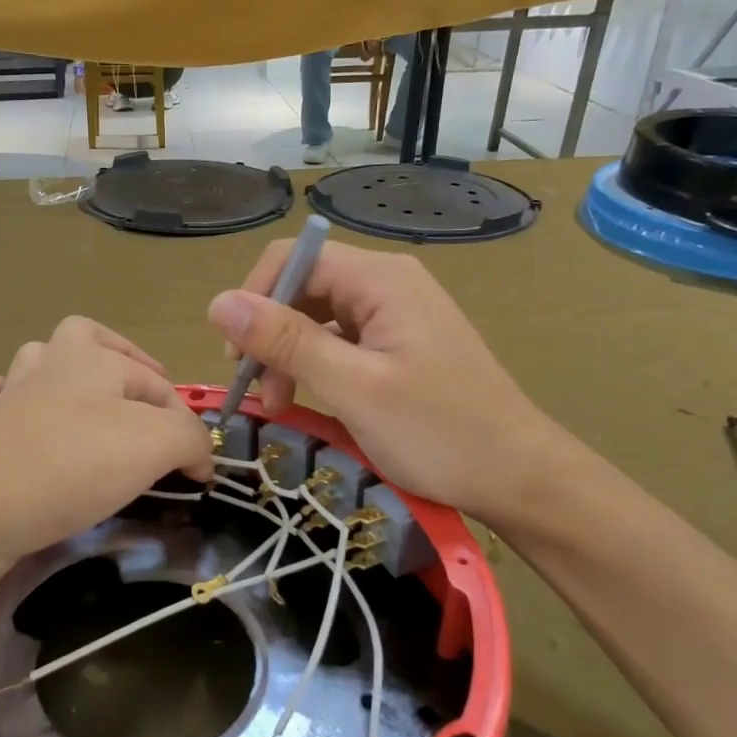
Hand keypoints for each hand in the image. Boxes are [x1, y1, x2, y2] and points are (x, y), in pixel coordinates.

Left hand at [0, 316, 214, 557]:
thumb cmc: (74, 465)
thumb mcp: (155, 444)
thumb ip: (189, 438)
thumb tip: (199, 456)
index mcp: (92, 358)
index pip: (157, 384)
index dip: (185, 426)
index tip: (199, 473)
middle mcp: (48, 365)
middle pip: (86, 339)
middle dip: (118, 359)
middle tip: (140, 401)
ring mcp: (6, 395)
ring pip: (34, 362)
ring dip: (59, 376)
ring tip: (83, 409)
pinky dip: (3, 402)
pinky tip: (18, 424)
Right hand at [206, 241, 559, 523]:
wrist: (519, 477)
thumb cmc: (439, 433)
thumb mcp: (353, 387)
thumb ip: (286, 341)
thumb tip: (217, 303)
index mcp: (381, 279)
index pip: (293, 259)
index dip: (254, 298)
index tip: (236, 356)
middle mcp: (388, 284)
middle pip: (304, 287)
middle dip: (270, 333)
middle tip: (256, 390)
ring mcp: (396, 315)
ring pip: (318, 317)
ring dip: (289, 355)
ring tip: (280, 405)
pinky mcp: (400, 345)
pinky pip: (341, 341)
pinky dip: (316, 367)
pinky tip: (309, 400)